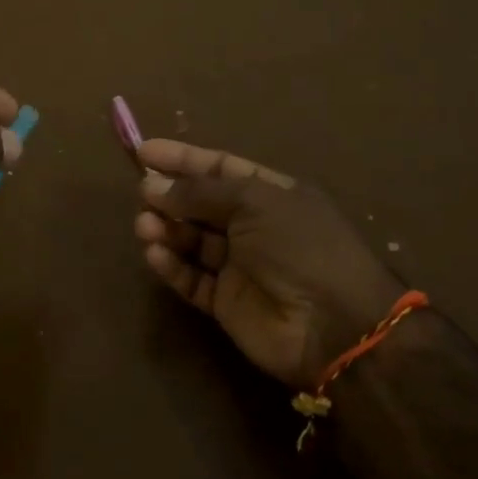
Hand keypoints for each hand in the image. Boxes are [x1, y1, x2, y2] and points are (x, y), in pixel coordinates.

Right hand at [133, 139, 405, 390]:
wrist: (335, 326)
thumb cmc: (299, 247)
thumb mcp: (253, 203)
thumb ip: (199, 192)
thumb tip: (151, 185)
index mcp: (270, 194)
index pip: (219, 168)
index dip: (182, 159)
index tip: (143, 152)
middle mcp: (253, 226)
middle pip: (201, 204)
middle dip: (170, 197)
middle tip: (142, 195)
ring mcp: (239, 266)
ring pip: (191, 241)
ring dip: (166, 230)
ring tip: (145, 226)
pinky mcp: (226, 303)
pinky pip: (192, 279)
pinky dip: (172, 266)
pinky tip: (155, 254)